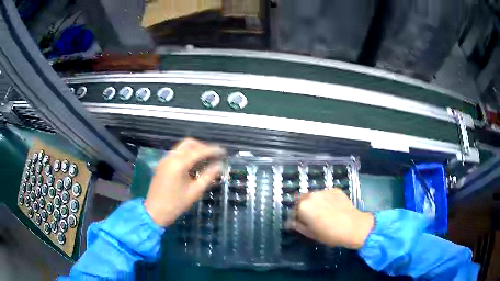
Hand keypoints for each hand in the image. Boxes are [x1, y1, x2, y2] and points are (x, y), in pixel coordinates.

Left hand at [144, 138, 225, 226]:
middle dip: (203, 146)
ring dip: (194, 149)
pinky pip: (176, 153)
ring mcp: (165, 159)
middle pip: (189, 143)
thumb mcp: (194, 192)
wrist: (154, 211)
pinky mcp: (162, 164)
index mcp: (179, 164)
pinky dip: (186, 153)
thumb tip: (219, 165)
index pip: (199, 151)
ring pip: (182, 147)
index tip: (224, 152)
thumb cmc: (176, 204)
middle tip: (214, 155)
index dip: (212, 150)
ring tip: (206, 158)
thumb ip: (208, 176)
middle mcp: (171, 157)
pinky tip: (193, 163)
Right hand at [288, 188, 373, 248]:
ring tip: (325, 212)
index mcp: (303, 206)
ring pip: (315, 196)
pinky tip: (334, 208)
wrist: (353, 227)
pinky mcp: (335, 189)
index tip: (301, 222)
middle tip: (313, 217)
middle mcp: (312, 195)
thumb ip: (298, 225)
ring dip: (316, 202)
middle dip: (305, 206)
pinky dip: (327, 200)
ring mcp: (324, 191)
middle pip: (303, 199)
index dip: (296, 216)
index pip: (293, 208)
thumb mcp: (310, 233)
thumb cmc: (329, 234)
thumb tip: (291, 221)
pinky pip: (326, 194)